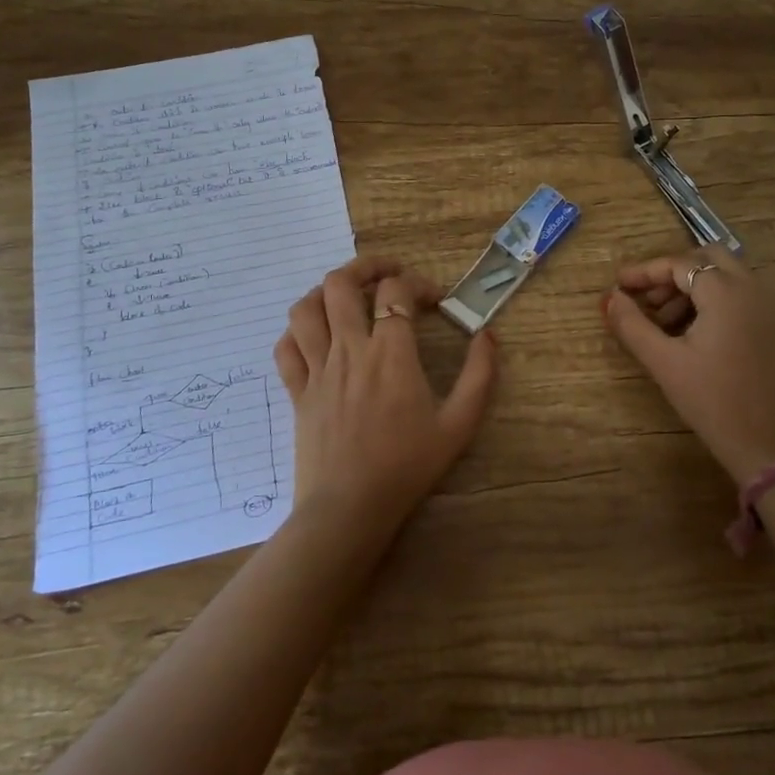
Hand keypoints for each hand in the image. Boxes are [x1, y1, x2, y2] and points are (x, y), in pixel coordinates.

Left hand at [274, 256, 497, 539]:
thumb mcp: (459, 424)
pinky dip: (297, 331)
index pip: (396, 291)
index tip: (435, 299)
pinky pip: (286, 347)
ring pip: (306, 308)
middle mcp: (350, 349)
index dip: (418, 283)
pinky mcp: (297, 391)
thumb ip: (479, 375)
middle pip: (341, 283)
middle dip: (365, 267)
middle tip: (386, 274)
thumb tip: (487, 335)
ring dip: (325, 292)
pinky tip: (315, 336)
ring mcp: (317, 369)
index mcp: (391, 353)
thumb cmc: (407, 466)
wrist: (350, 508)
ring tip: (346, 297)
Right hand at [602, 247, 774, 483]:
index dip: (644, 272)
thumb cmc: (712, 401)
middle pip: (707, 259)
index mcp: (726, 292)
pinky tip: (690, 331)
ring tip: (662, 320)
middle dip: (672, 273)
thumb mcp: (664, 362)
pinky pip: (740, 295)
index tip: (617, 284)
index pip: (678, 264)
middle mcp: (752, 288)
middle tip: (645, 298)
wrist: (770, 445)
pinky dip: (712, 299)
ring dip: (692, 286)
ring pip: (725, 276)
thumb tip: (610, 297)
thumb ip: (632, 324)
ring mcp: (769, 306)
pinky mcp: (774, 326)